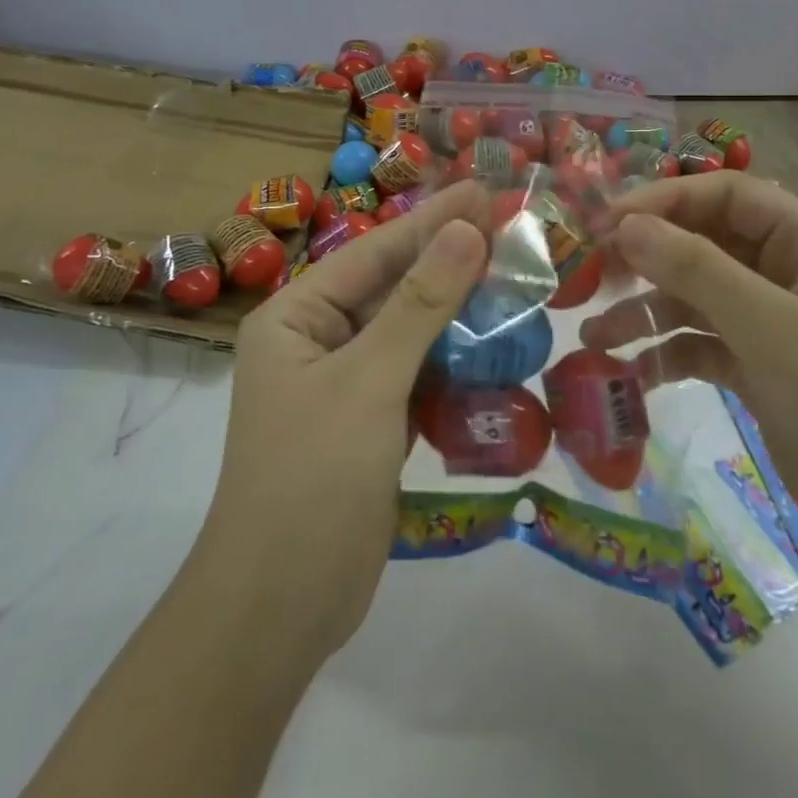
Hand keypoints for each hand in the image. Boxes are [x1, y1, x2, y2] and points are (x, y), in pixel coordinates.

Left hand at [194, 180, 488, 658]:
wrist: (281, 607)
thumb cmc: (312, 477)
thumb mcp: (369, 380)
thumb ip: (420, 304)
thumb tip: (466, 230)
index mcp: (295, 316)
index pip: (374, 251)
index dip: (433, 220)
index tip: (485, 190)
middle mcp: (316, 340)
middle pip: (393, 287)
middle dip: (450, 261)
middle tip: (512, 228)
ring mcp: (345, 383)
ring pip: (410, 331)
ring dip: (459, 310)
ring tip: (515, 276)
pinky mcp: (371, 421)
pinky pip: (418, 373)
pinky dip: (455, 360)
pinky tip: (497, 343)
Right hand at [580, 173, 797, 577]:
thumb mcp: (770, 328)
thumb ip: (697, 270)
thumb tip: (625, 225)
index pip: (724, 195)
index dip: (663, 200)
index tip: (606, 224)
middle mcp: (786, 272)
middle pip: (703, 242)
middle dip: (647, 257)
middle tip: (592, 275)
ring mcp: (770, 321)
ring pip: (693, 296)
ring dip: (645, 311)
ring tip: (594, 337)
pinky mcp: (756, 367)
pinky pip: (697, 343)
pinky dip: (664, 353)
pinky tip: (633, 375)